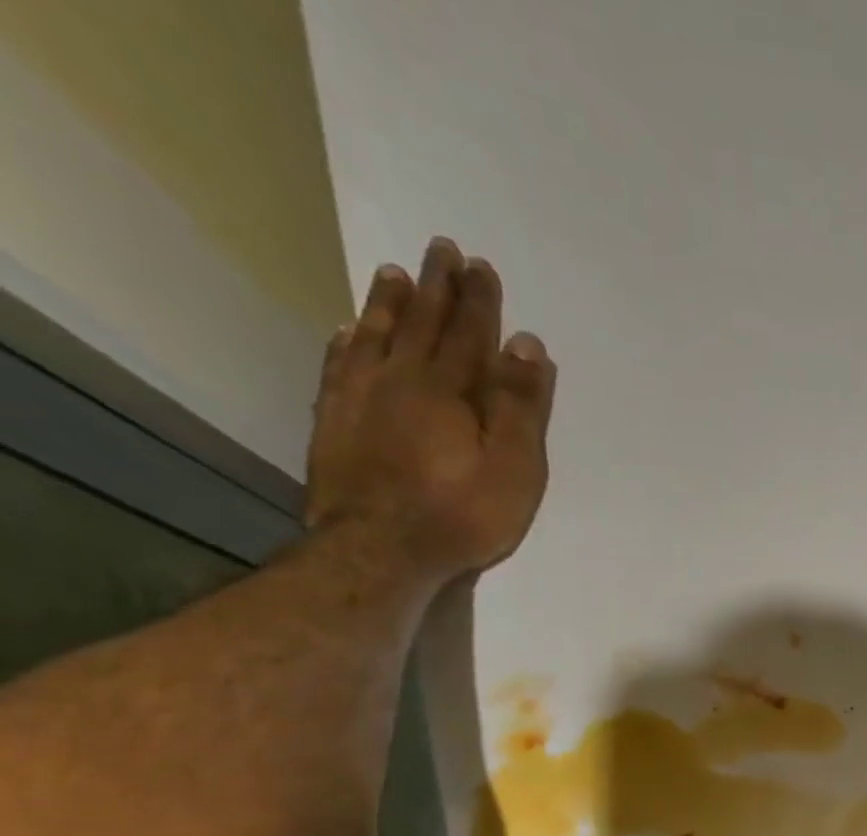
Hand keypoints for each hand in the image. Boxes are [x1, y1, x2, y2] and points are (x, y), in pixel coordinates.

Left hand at [305, 237, 556, 581]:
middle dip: (436, 287)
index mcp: (450, 391)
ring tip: (394, 272)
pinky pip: (339, 367)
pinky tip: (348, 330)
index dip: (478, 301)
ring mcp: (360, 399)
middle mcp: (401, 380)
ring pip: (376, 336)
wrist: (381, 550)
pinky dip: (347, 343)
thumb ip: (521, 407)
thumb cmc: (463, 515)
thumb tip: (527, 345)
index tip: (481, 266)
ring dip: (388, 303)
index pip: (469, 334)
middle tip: (441, 249)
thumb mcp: (515, 468)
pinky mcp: (334, 422)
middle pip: (422, 324)